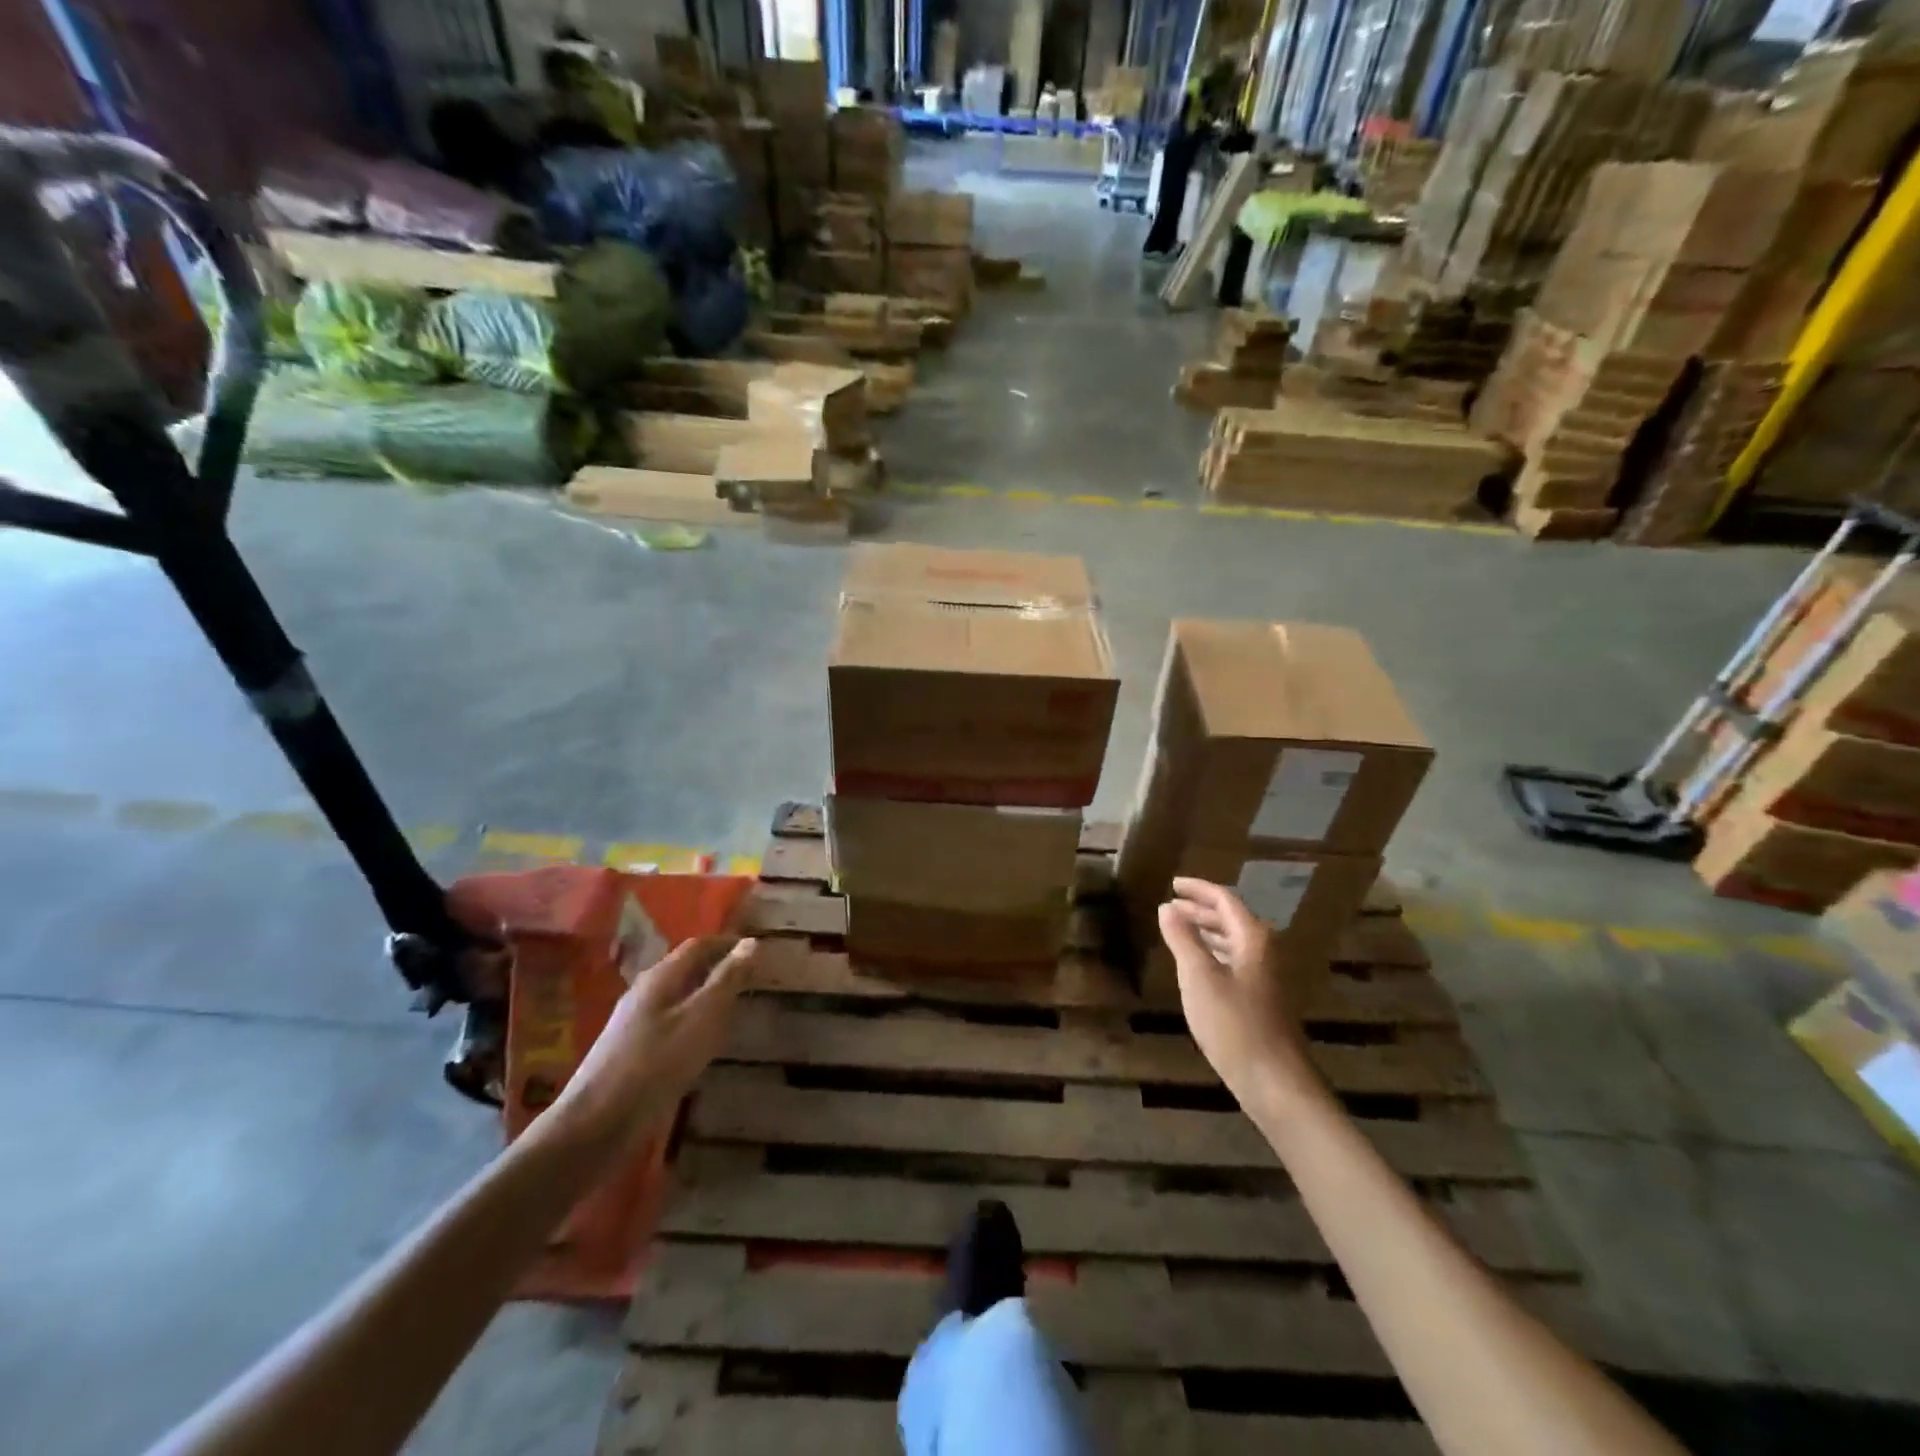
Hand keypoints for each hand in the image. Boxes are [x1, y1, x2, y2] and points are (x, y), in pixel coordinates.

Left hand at [546, 936, 758, 1156]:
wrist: (598, 1123)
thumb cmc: (657, 1061)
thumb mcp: (702, 1016)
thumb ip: (727, 979)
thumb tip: (752, 942)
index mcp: (660, 977)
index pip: (698, 946)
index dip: (728, 944)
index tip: (758, 951)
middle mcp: (645, 992)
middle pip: (686, 969)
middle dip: (719, 969)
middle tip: (753, 980)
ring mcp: (635, 1023)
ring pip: (678, 998)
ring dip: (707, 997)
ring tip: (736, 1009)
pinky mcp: (633, 1052)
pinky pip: (671, 1024)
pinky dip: (695, 1022)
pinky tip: (705, 1043)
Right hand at [1158, 879, 1315, 1104]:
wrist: (1273, 1080)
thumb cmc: (1233, 1023)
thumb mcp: (1198, 977)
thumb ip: (1182, 939)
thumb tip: (1167, 908)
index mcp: (1252, 938)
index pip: (1225, 899)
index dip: (1198, 889)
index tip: (1173, 883)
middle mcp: (1263, 951)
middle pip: (1231, 918)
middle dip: (1200, 909)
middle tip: (1170, 906)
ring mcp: (1264, 976)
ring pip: (1232, 941)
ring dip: (1206, 930)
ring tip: (1177, 929)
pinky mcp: (1260, 998)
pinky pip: (1233, 960)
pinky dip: (1212, 952)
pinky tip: (1196, 964)